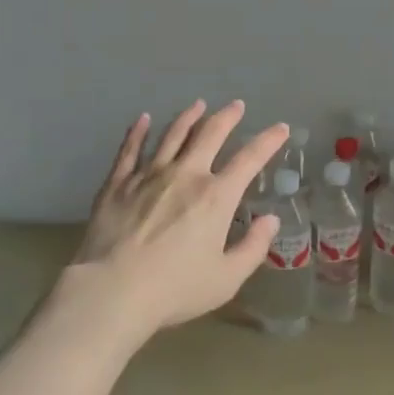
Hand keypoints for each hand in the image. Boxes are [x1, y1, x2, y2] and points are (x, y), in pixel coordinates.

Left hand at [68, 100, 287, 340]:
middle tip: (236, 105)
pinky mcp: (118, 182)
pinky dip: (138, 131)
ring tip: (198, 104)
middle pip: (210, 134)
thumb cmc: (175, 288)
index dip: (268, 141)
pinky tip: (143, 119)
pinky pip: (130, 149)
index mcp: (216, 197)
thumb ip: (253, 248)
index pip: (249, 159)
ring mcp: (149, 175)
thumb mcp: (226, 279)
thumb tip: (270, 220)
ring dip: (188, 117)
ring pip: (173, 134)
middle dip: (227, 117)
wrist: (112, 290)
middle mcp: (186, 175)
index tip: (281, 128)